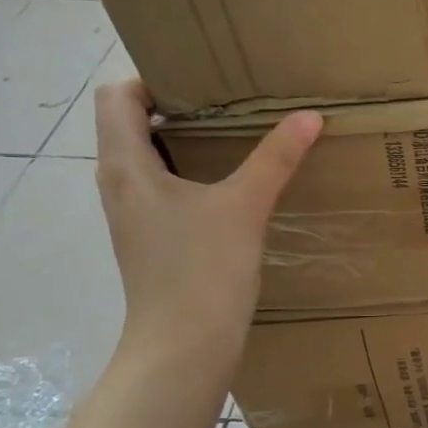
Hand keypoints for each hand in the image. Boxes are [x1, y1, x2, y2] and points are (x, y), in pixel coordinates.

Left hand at [93, 80, 321, 365]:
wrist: (183, 348)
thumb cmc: (202, 271)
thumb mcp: (244, 206)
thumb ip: (276, 158)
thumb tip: (310, 115)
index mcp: (126, 166)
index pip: (116, 97)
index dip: (151, 79)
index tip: (201, 80)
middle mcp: (120, 186)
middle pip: (132, 125)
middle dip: (177, 107)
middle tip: (230, 101)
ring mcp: (134, 217)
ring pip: (149, 160)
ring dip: (186, 143)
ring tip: (237, 137)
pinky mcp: (152, 241)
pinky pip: (164, 190)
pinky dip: (191, 176)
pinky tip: (233, 188)